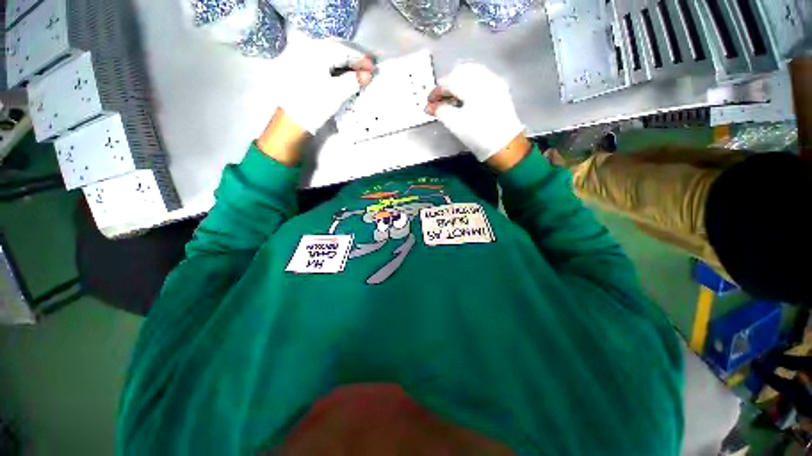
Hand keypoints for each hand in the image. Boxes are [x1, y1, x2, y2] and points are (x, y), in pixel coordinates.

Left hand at [278, 37, 374, 133]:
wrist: (291, 119)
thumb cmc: (314, 105)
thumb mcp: (336, 93)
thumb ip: (353, 81)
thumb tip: (367, 75)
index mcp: (316, 51)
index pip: (344, 51)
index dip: (360, 59)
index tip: (373, 67)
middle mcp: (307, 48)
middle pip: (335, 49)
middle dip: (352, 58)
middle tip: (366, 67)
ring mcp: (301, 56)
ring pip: (328, 54)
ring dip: (343, 61)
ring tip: (356, 70)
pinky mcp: (299, 67)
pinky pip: (321, 61)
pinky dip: (334, 66)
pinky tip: (341, 73)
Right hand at [426, 63, 523, 161]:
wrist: (504, 145)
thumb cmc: (477, 136)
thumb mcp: (455, 125)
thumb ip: (440, 111)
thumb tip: (430, 106)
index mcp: (473, 86)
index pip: (449, 82)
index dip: (436, 92)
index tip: (429, 101)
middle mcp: (485, 78)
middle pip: (460, 72)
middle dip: (447, 84)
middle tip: (439, 99)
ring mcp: (494, 82)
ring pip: (472, 72)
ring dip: (458, 82)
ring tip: (451, 97)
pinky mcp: (499, 89)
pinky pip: (481, 78)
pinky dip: (470, 83)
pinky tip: (465, 96)